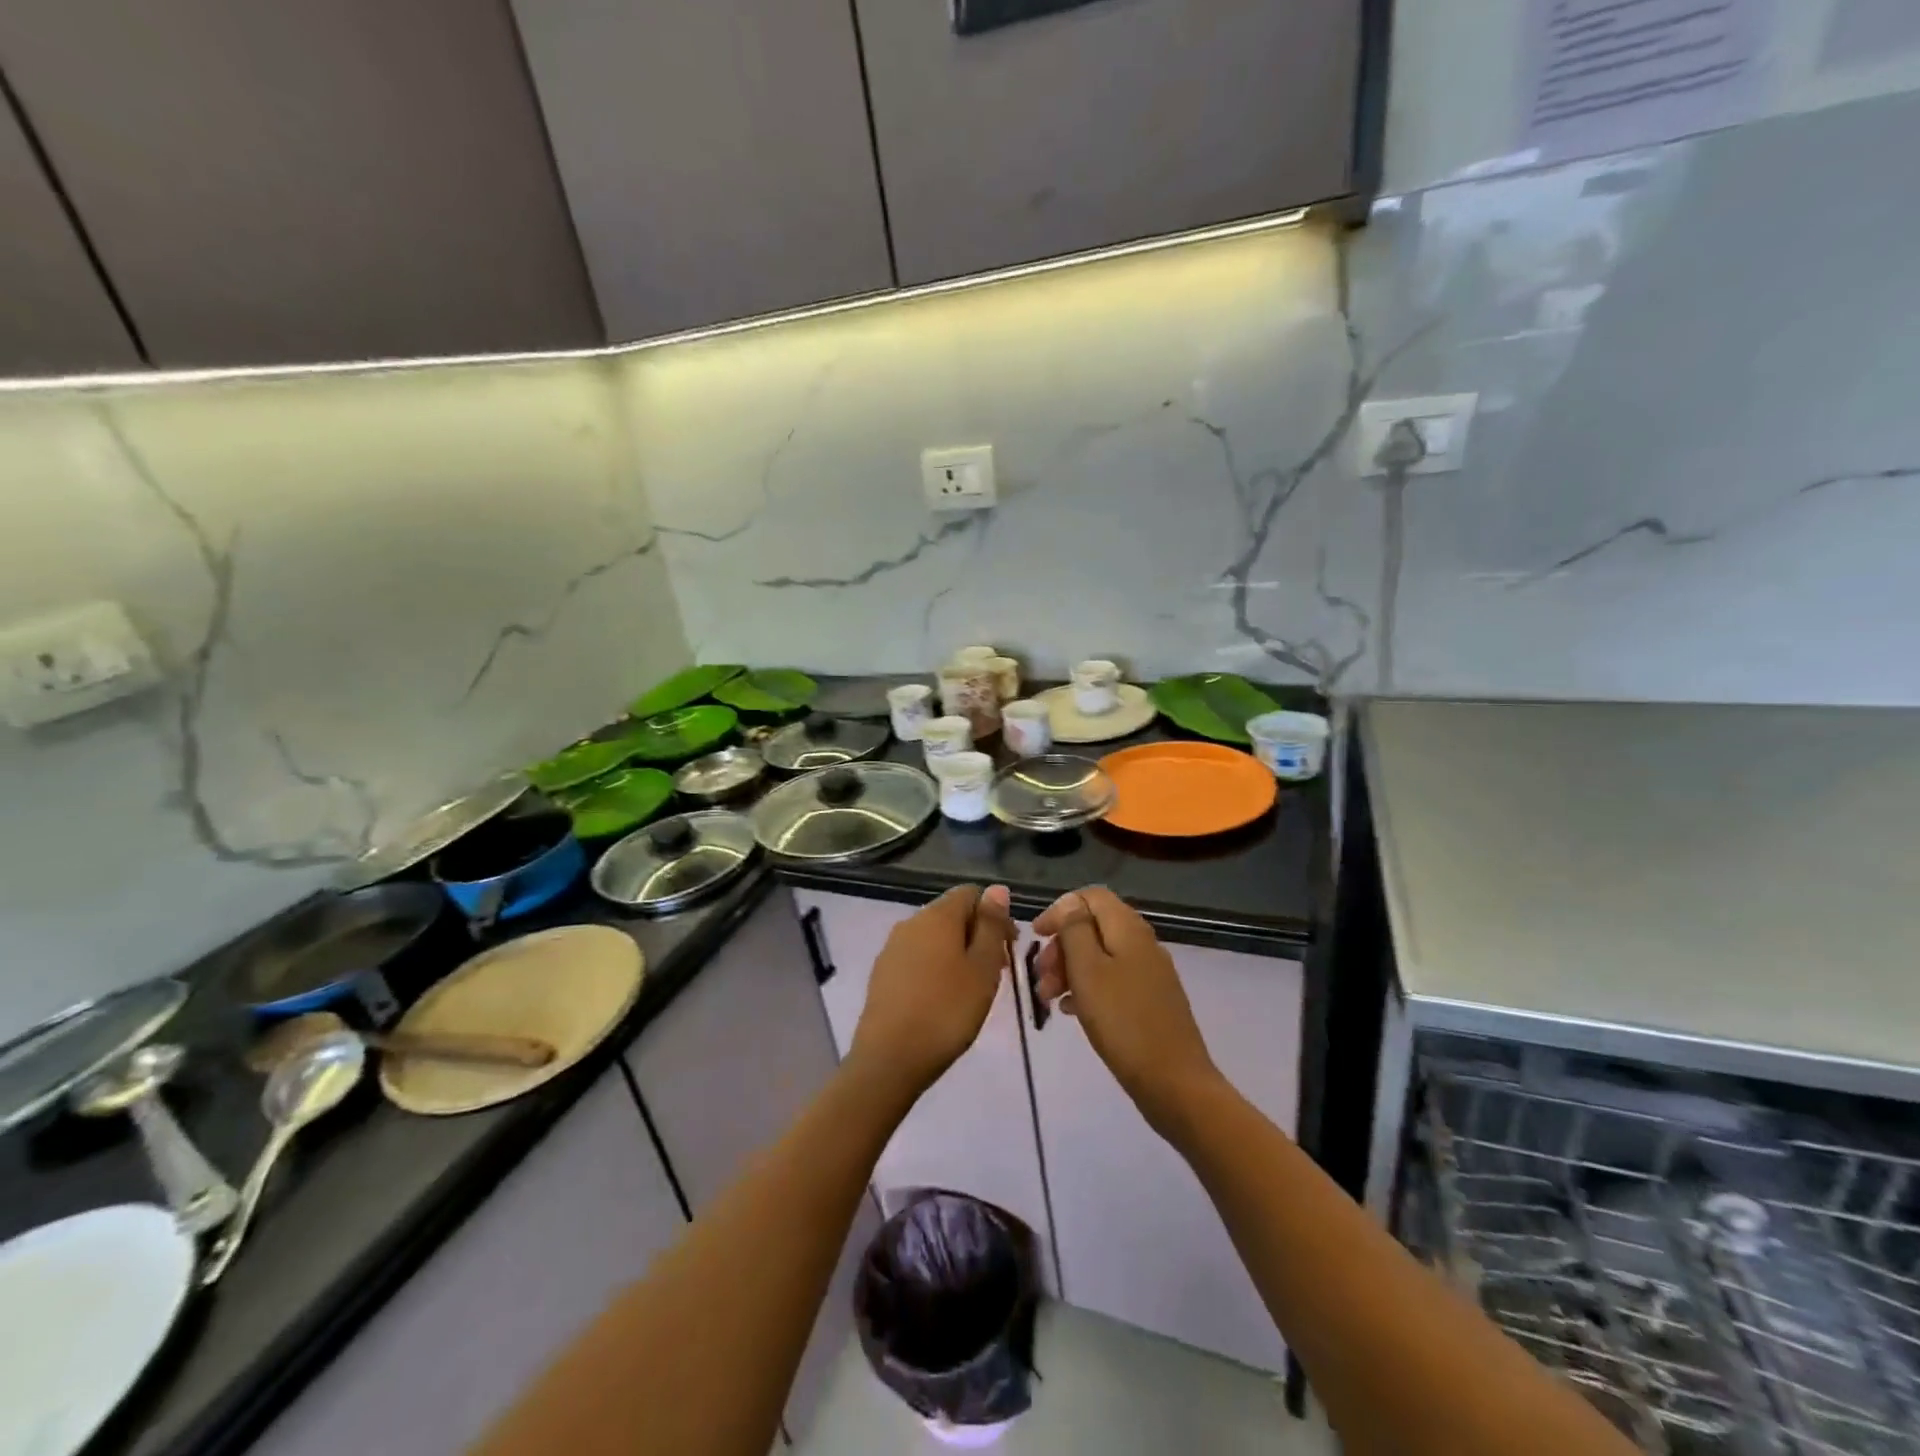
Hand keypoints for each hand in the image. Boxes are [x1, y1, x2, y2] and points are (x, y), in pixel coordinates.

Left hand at [849, 884, 1015, 1098]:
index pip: (970, 893)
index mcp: (937, 915)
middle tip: (995, 972)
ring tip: (972, 989)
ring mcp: (892, 947)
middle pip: (951, 914)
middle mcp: (911, 922)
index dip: (995, 914)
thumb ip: (991, 926)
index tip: (1009, 947)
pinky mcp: (882, 973)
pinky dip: (935, 968)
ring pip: (934, 937)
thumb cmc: (947, 1011)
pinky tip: (943, 999)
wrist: (889, 1058)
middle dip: (977, 935)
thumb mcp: (983, 968)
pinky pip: (917, 958)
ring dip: (957, 953)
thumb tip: (996, 889)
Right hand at [1032, 887, 1220, 1132]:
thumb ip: (1075, 930)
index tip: (1035, 937)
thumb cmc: (1123, 1022)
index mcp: (1128, 928)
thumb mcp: (1088, 971)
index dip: (1060, 910)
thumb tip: (1070, 902)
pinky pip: (1111, 980)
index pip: (1090, 896)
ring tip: (1049, 999)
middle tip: (1040, 977)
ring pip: (1100, 956)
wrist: (1174, 1082)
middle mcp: (1142, 942)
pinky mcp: (1150, 1000)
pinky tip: (1070, 1011)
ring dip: (1070, 969)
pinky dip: (1087, 988)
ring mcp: (1149, 972)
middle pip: (1093, 926)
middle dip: (1061, 946)